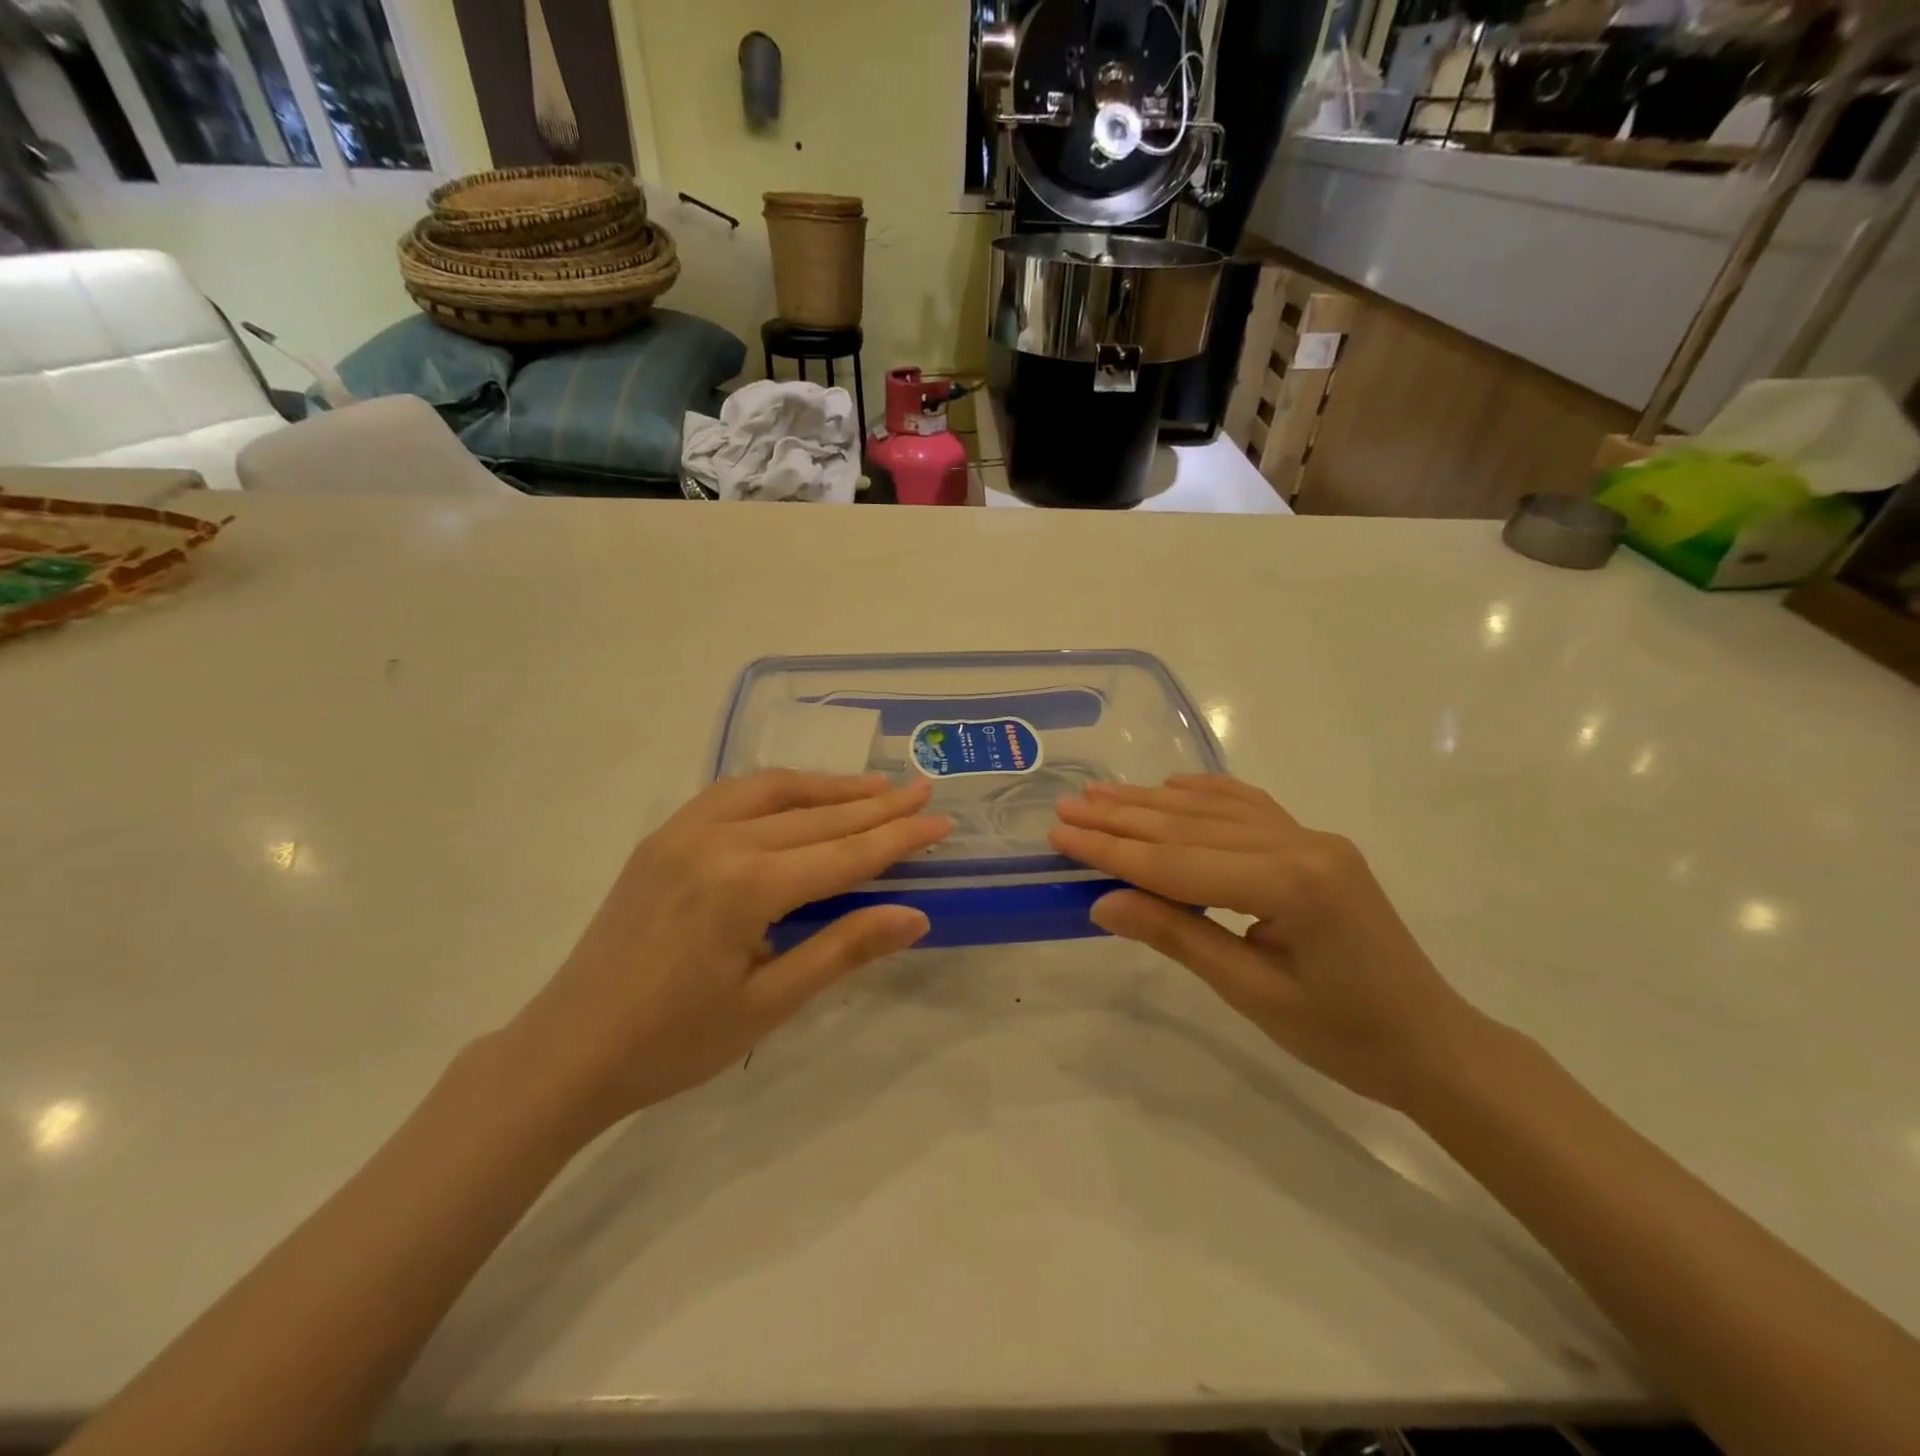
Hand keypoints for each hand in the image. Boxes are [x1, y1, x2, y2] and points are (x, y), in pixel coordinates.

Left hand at [504, 771, 951, 1133]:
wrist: (569, 1049)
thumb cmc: (674, 1042)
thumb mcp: (769, 1004)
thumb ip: (843, 949)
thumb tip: (915, 915)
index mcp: (746, 886)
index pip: (844, 854)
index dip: (898, 839)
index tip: (941, 820)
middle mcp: (716, 840)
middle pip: (815, 817)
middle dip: (875, 806)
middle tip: (922, 791)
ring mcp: (683, 831)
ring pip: (773, 791)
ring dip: (829, 787)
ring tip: (875, 787)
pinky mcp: (663, 836)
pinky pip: (732, 794)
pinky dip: (778, 788)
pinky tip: (799, 795)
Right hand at [1051, 775, 1484, 1111]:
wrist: (1432, 1043)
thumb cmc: (1343, 1036)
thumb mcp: (1251, 994)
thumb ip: (1177, 936)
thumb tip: (1102, 902)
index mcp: (1291, 883)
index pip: (1177, 862)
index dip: (1112, 850)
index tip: (1060, 835)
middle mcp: (1300, 844)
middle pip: (1190, 826)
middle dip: (1121, 818)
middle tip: (1066, 808)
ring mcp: (1312, 837)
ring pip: (1215, 811)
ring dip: (1152, 802)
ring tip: (1099, 794)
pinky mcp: (1316, 844)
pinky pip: (1249, 807)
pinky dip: (1205, 794)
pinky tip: (1171, 785)